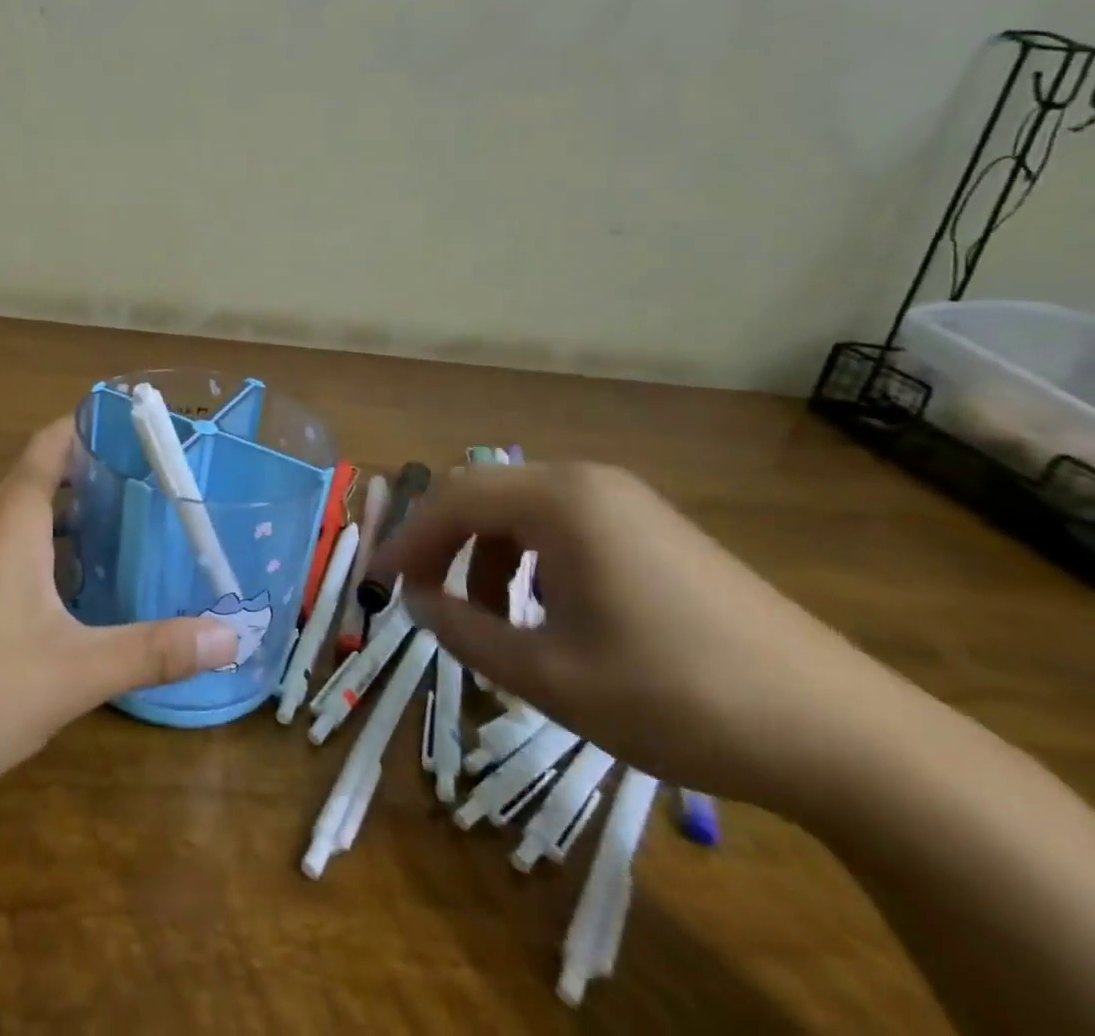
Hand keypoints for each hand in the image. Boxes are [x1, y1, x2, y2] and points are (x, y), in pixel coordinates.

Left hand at [0, 418, 238, 810]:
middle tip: (155, 488)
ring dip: (67, 516)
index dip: (94, 425)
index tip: (145, 432)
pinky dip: (40, 550)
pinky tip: (69, 595)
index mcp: (11, 517)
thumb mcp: (73, 673)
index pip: (53, 440)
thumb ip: (153, 651)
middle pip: (39, 473)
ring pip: (19, 515)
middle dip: (94, 474)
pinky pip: (0, 548)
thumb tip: (232, 638)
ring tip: (124, 533)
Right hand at [373, 462, 891, 811]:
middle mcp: (588, 482)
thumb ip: (463, 630)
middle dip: (441, 543)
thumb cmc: (675, 696)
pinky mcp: (655, 531)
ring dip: (486, 558)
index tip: (375, 584)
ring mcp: (628, 503)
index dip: (405, 541)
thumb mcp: (548, 676)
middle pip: (483, 494)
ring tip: (488, 622)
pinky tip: (546, 616)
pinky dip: (530, 562)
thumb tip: (413, 600)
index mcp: (560, 500)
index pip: (452, 499)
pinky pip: (564, 529)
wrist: (842, 735)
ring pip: (522, 512)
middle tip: (417, 595)